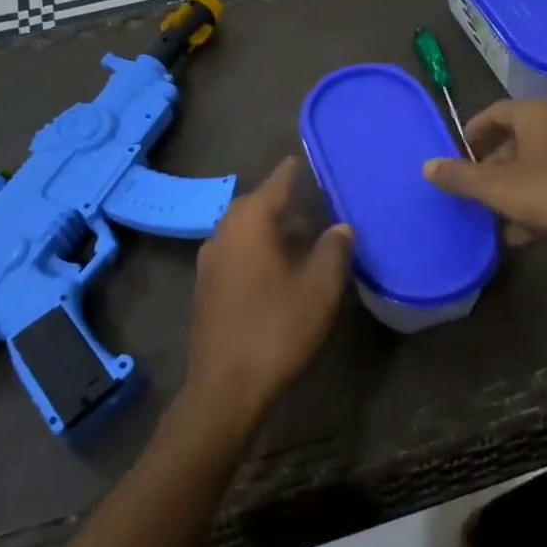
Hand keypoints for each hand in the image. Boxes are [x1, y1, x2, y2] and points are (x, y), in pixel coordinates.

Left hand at [186, 157, 354, 428]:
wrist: (226, 386)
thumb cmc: (277, 329)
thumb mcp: (320, 288)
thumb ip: (334, 250)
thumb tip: (340, 227)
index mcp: (250, 223)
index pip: (277, 182)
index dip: (295, 171)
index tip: (307, 159)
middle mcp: (224, 232)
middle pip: (257, 205)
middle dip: (285, 202)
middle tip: (315, 204)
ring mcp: (210, 260)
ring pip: (244, 230)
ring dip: (271, 228)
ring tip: (302, 236)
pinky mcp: (206, 286)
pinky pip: (236, 252)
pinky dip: (258, 249)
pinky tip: (279, 268)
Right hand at [424, 99, 546, 265]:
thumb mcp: (496, 188)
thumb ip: (460, 177)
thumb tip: (427, 166)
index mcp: (537, 116)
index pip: (497, 111)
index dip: (475, 130)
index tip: (459, 152)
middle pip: (518, 139)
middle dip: (493, 164)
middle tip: (474, 186)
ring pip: (538, 165)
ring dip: (514, 186)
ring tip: (494, 213)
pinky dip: (537, 201)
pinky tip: (523, 233)